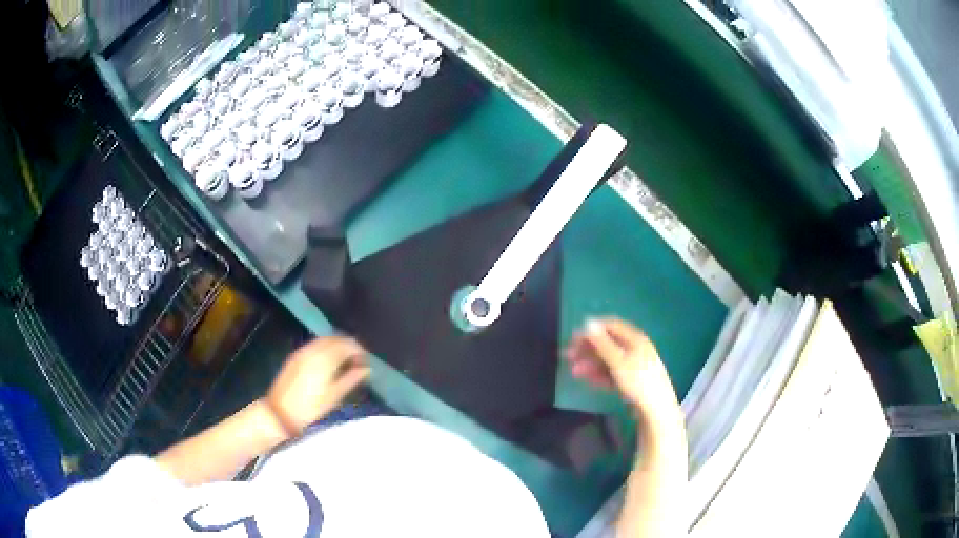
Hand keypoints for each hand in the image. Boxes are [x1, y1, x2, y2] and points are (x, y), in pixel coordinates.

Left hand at [265, 336, 369, 436]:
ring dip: (336, 346)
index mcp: (325, 358)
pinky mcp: (295, 356)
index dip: (359, 350)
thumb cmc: (310, 408)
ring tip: (344, 362)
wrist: (280, 412)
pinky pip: (314, 345)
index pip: (347, 344)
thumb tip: (366, 368)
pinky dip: (325, 348)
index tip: (365, 362)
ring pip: (324, 340)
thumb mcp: (334, 396)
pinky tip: (328, 362)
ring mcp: (302, 351)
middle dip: (348, 346)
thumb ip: (351, 379)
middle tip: (357, 361)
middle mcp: (313, 350)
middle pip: (335, 338)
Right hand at [566, 318, 680, 420]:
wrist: (655, 409)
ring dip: (590, 364)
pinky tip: (588, 381)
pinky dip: (599, 375)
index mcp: (635, 338)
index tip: (573, 339)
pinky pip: (612, 373)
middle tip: (568, 357)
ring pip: (608, 360)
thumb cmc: (638, 381)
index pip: (610, 326)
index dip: (591, 330)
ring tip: (574, 372)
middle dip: (587, 349)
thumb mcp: (617, 361)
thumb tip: (587, 322)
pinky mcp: (631, 381)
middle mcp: (635, 348)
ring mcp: (633, 365)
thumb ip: (602, 343)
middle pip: (608, 343)